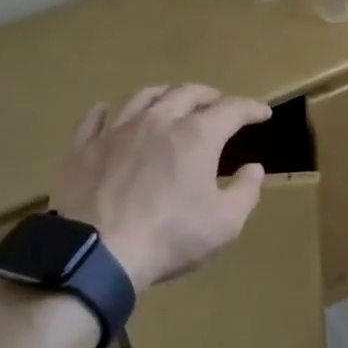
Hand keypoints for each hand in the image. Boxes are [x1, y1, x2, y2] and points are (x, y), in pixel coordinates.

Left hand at [48, 84, 269, 292]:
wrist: (98, 253)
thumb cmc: (170, 237)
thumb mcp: (225, 223)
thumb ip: (246, 191)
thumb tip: (254, 168)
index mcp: (196, 135)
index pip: (232, 109)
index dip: (251, 108)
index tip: (263, 113)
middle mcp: (158, 120)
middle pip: (186, 93)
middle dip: (208, 95)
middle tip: (217, 103)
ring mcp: (117, 130)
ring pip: (143, 96)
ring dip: (165, 94)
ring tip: (171, 100)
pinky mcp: (84, 147)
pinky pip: (96, 118)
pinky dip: (109, 110)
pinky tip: (110, 112)